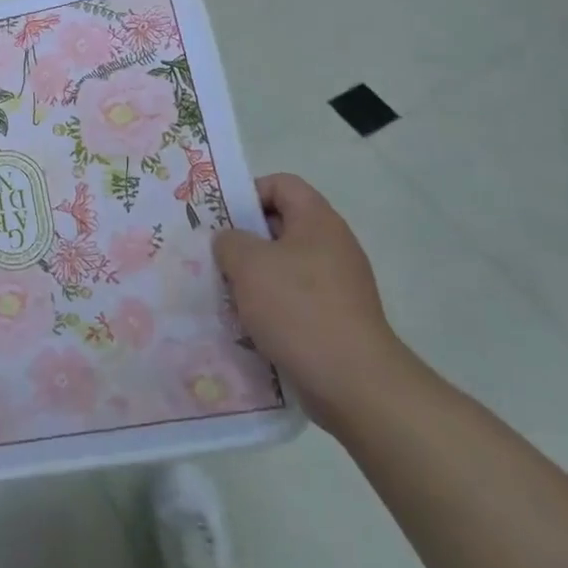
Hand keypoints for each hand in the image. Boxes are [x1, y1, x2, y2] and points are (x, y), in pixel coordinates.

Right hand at [213, 174, 404, 436]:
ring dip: (252, 277)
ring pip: (283, 266)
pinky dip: (268, 306)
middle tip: (213, 256)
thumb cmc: (298, 309)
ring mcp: (336, 284)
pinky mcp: (334, 318)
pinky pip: (293, 299)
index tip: (221, 219)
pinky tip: (247, 324)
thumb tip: (230, 242)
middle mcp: (332, 246)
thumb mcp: (248, 264)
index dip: (248, 193)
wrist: (353, 382)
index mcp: (318, 221)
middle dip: (243, 240)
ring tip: (224, 293)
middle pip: (280, 225)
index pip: (281, 184)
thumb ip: (229, 241)